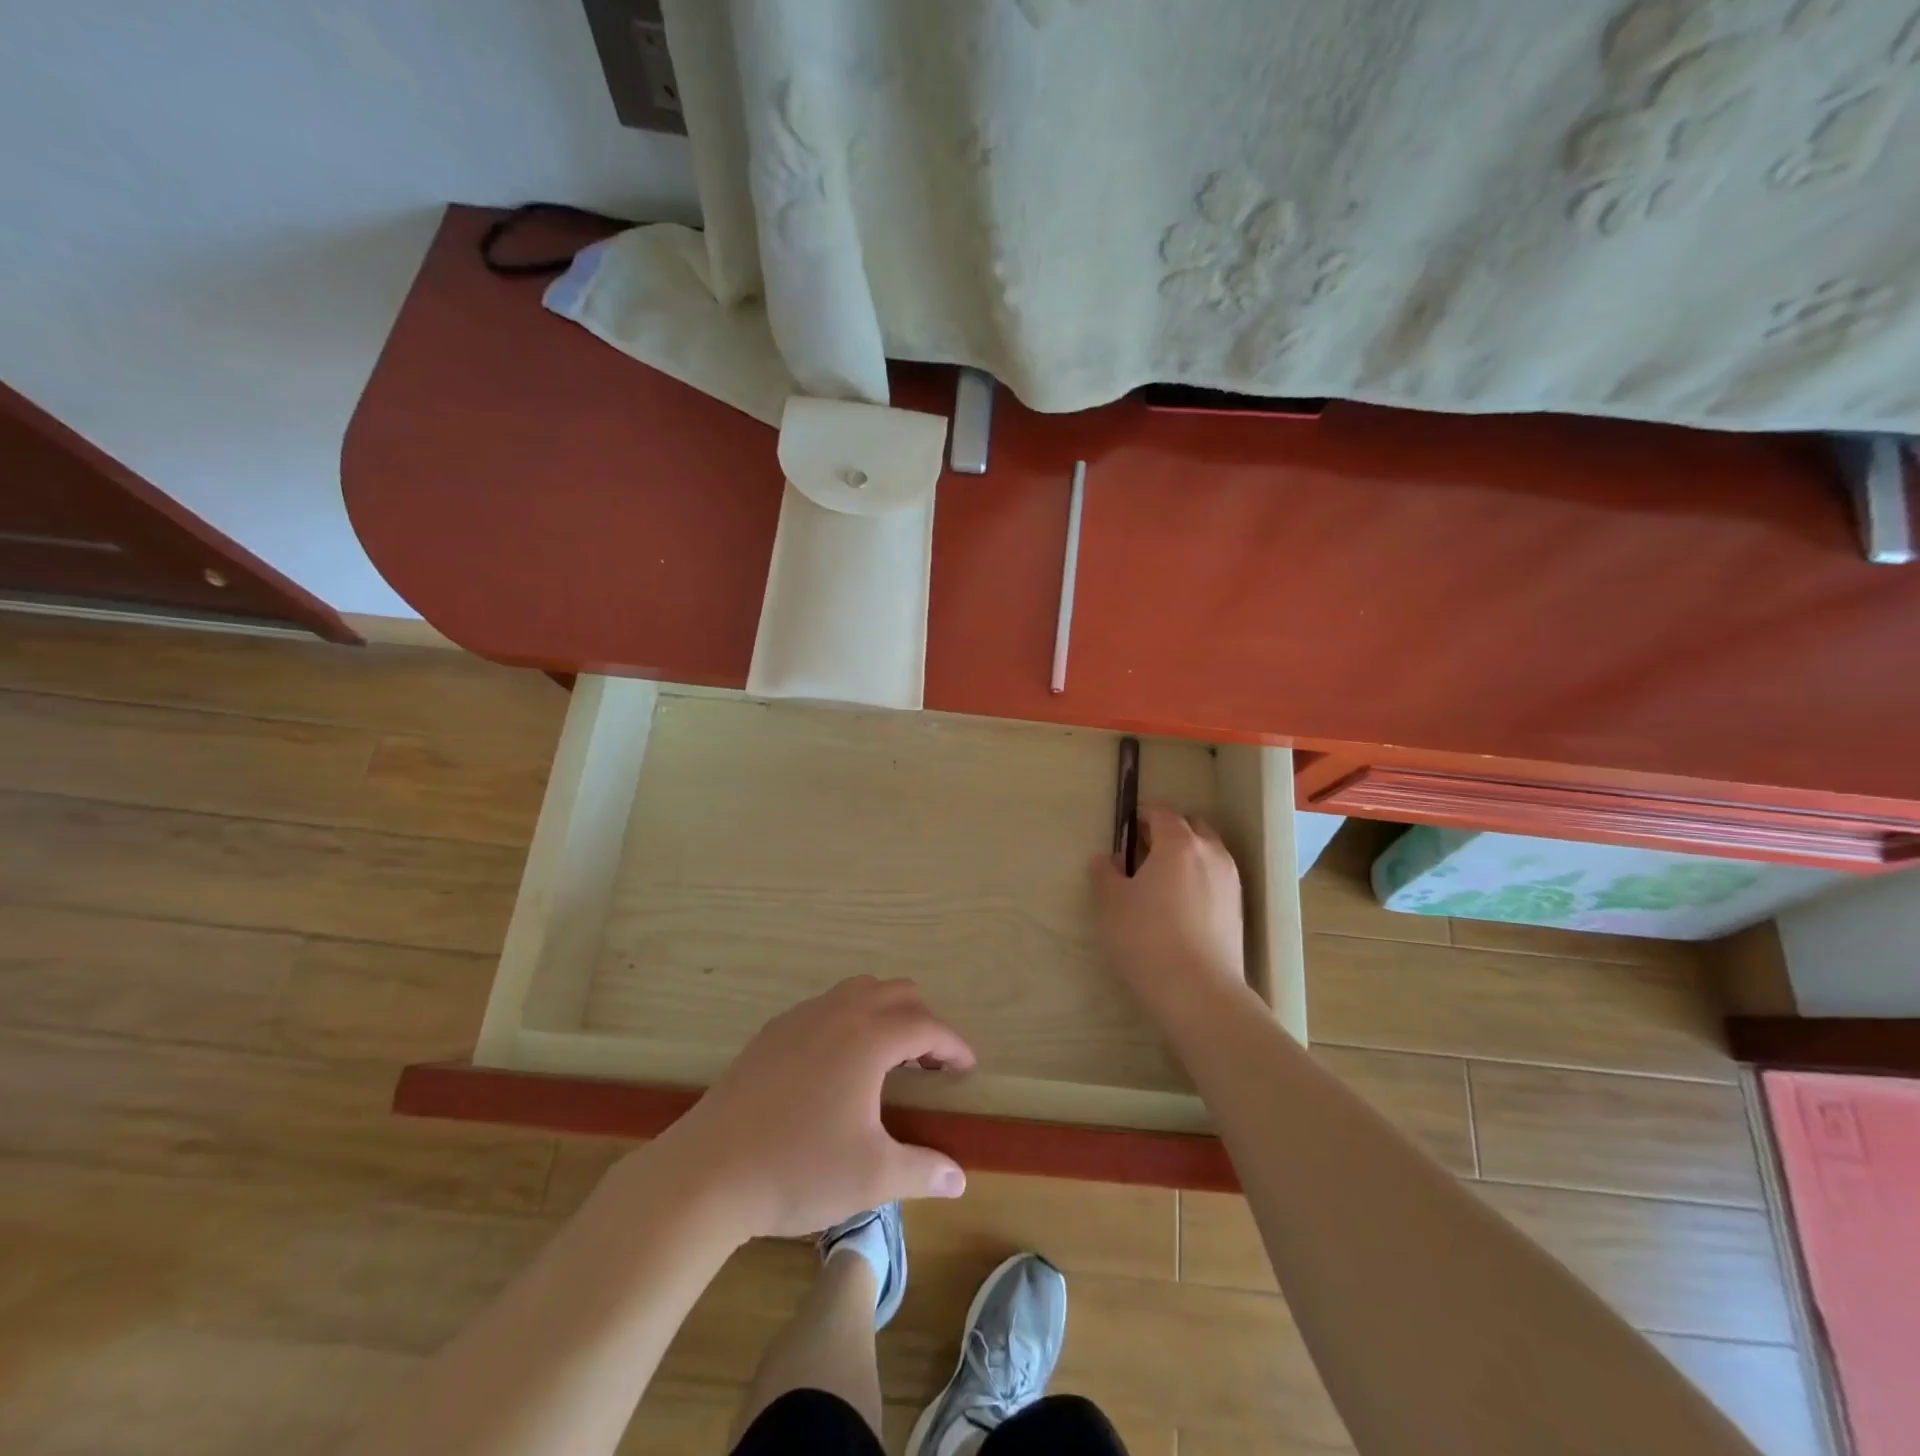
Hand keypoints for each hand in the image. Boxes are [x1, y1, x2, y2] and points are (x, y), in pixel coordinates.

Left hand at [654, 976, 974, 1239]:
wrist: (708, 1173)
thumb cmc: (798, 1169)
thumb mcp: (871, 1176)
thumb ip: (922, 1171)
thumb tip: (959, 1178)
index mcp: (869, 1038)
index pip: (926, 1025)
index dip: (953, 1045)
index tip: (966, 1069)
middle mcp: (838, 1013)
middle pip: (896, 992)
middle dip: (922, 1021)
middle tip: (929, 1064)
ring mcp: (800, 1017)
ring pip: (858, 991)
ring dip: (884, 1013)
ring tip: (888, 1059)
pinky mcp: (772, 1032)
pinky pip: (825, 1006)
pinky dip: (849, 1020)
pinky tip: (838, 1066)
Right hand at [1088, 804, 1250, 1019]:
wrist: (1197, 991)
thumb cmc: (1146, 938)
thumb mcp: (1110, 903)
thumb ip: (1105, 873)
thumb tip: (1109, 859)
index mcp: (1179, 844)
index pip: (1163, 813)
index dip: (1143, 815)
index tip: (1127, 827)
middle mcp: (1211, 854)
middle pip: (1192, 827)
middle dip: (1170, 831)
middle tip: (1144, 850)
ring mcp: (1230, 882)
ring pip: (1209, 853)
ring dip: (1188, 855)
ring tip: (1163, 879)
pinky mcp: (1238, 910)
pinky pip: (1217, 879)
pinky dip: (1200, 879)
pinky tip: (1181, 905)